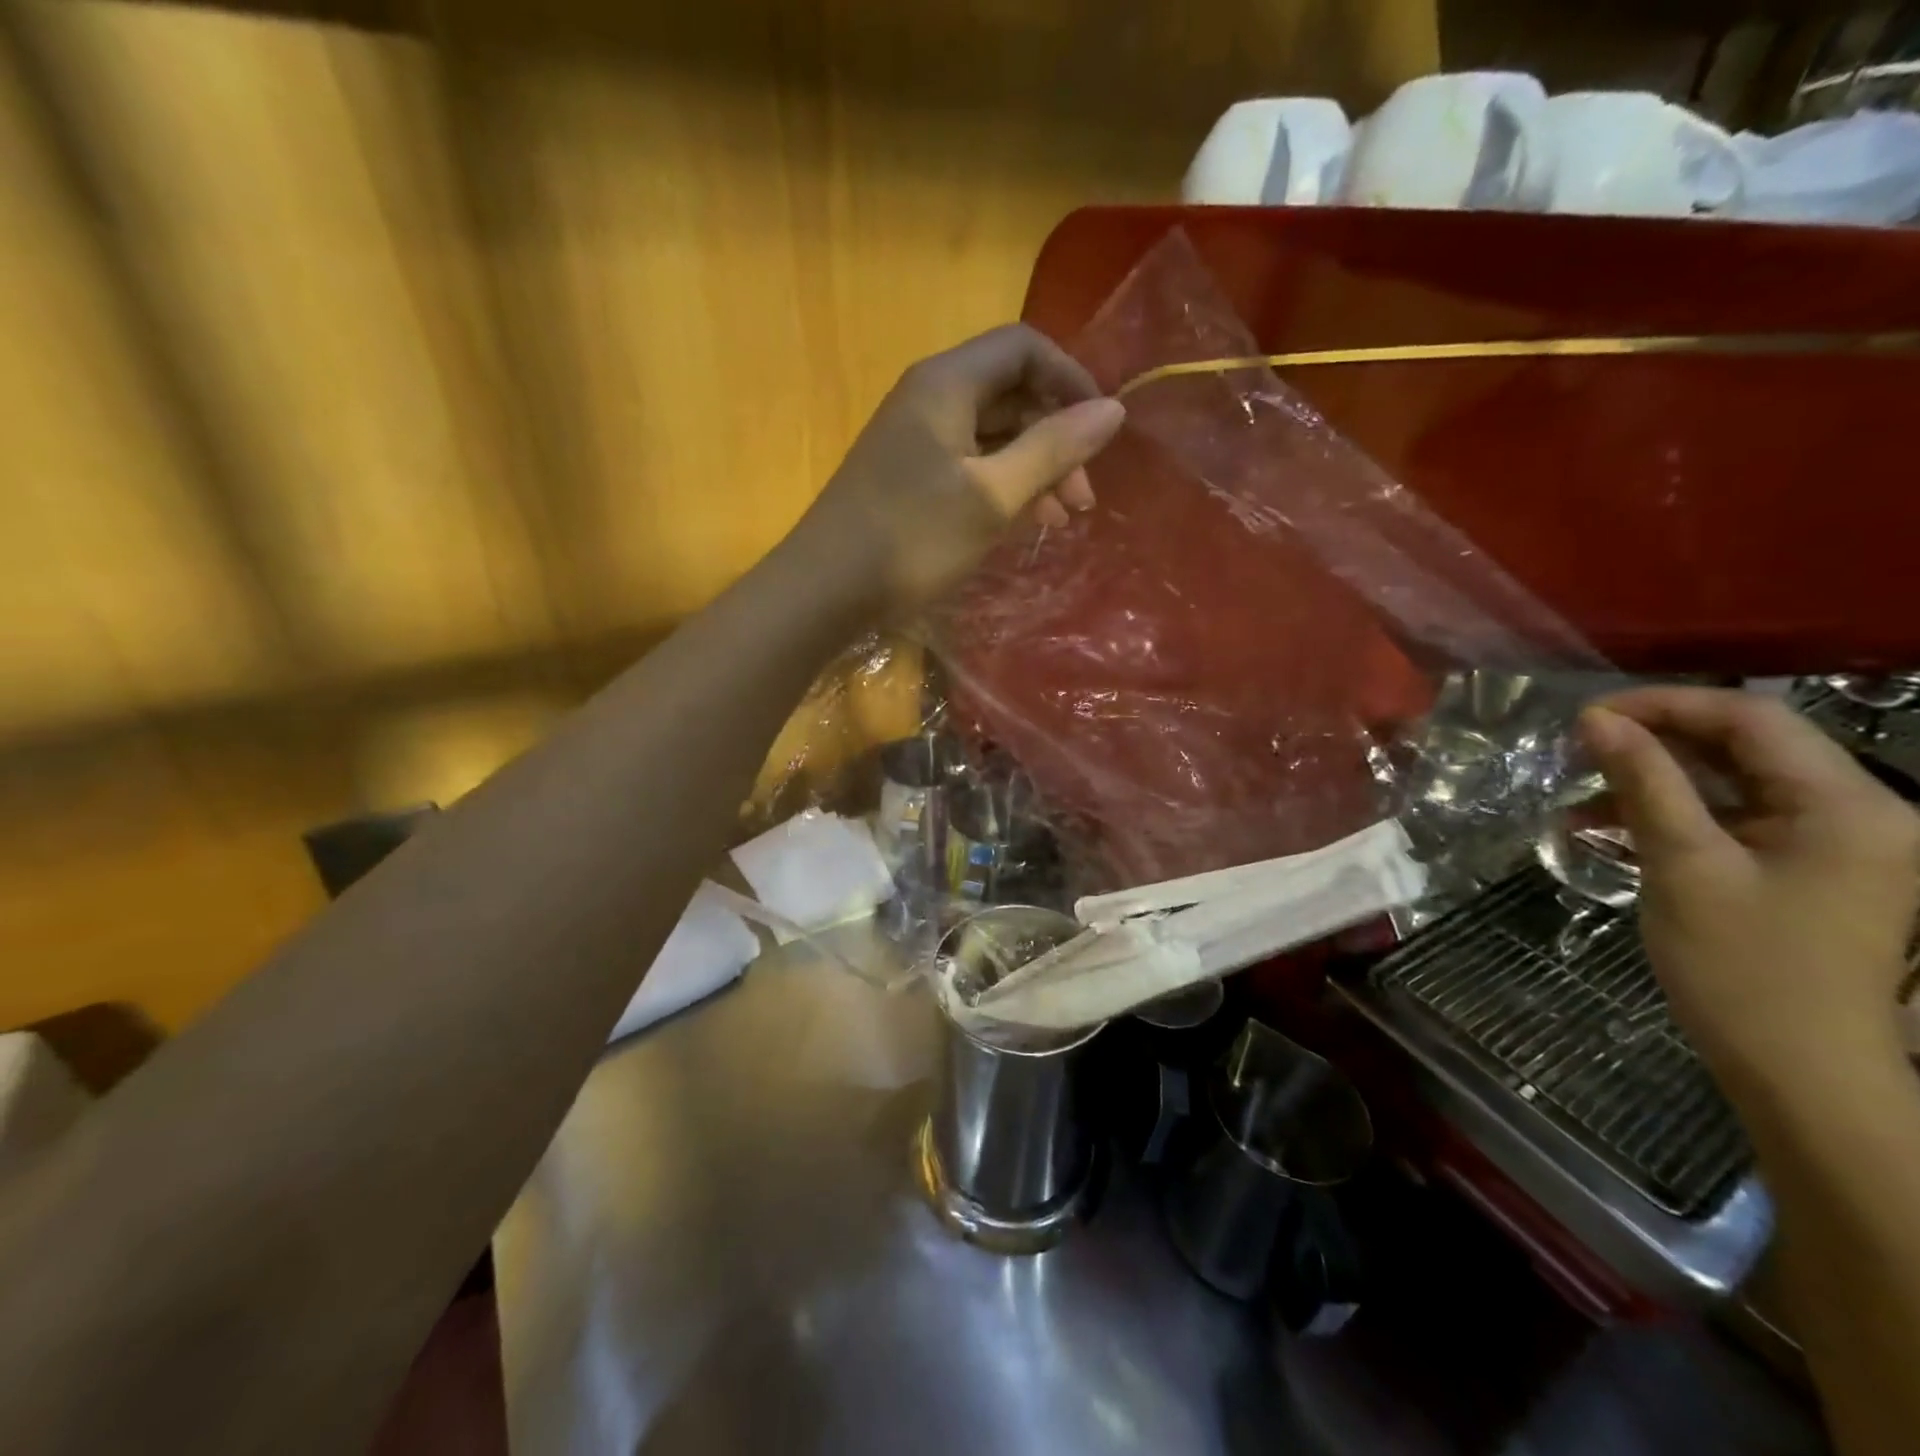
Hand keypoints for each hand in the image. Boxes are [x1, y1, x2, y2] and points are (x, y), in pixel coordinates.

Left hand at [792, 324, 1125, 614]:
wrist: (825, 589)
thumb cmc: (912, 537)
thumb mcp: (992, 495)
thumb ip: (1052, 448)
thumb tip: (1113, 408)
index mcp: (947, 383)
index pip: (1024, 348)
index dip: (1070, 379)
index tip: (1102, 429)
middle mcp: (930, 398)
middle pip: (1011, 394)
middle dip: (1056, 438)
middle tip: (1083, 498)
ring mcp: (917, 439)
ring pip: (993, 436)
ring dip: (1034, 469)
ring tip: (1062, 519)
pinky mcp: (910, 477)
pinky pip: (970, 466)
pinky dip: (1003, 487)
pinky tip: (1024, 523)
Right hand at [1582, 687, 1919, 1093]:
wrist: (1798, 1069)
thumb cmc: (1742, 966)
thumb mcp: (1683, 865)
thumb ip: (1644, 783)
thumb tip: (1597, 720)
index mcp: (1848, 805)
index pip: (1753, 719)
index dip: (1665, 705)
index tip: (1587, 716)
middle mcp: (1858, 811)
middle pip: (1747, 744)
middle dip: (1657, 737)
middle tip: (1577, 746)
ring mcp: (1835, 841)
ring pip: (1734, 778)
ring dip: (1656, 775)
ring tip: (1581, 785)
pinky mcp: (1806, 866)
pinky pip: (1734, 816)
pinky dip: (1672, 811)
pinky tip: (1606, 823)